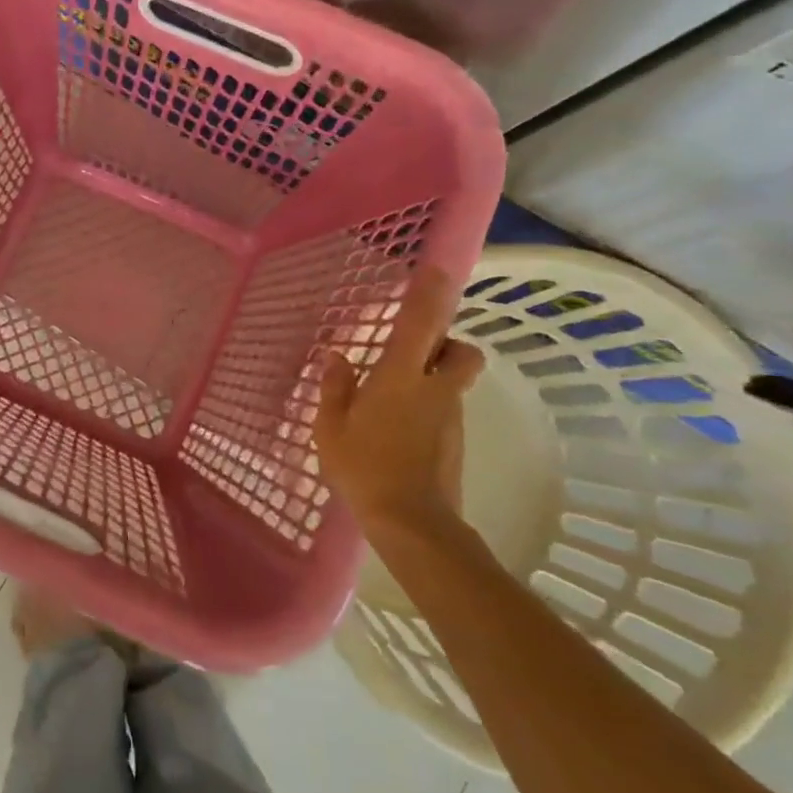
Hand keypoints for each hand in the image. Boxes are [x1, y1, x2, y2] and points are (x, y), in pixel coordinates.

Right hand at [314, 266, 484, 543]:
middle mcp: (435, 389)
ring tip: (392, 402)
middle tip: (415, 352)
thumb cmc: (364, 467)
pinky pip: (445, 410)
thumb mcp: (331, 427)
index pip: (421, 323)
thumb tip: (338, 358)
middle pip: (461, 350)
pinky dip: (428, 409)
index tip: (435, 269)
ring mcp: (451, 417)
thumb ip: (335, 388)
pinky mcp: (456, 442)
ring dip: (433, 379)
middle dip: (447, 342)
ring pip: (452, 381)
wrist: (413, 524)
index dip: (430, 293)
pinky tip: (399, 432)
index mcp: (400, 377)